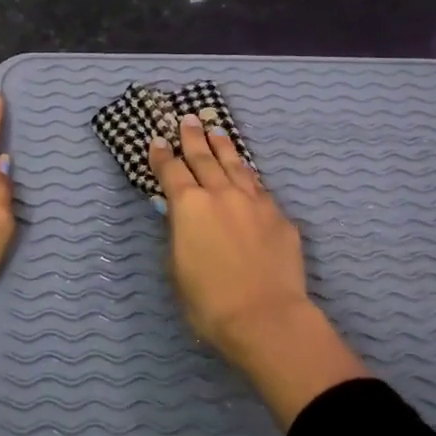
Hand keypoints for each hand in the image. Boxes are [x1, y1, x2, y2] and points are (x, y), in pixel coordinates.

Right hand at [150, 115, 368, 424]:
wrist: (265, 316)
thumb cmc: (209, 301)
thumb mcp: (177, 267)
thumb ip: (178, 234)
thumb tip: (178, 215)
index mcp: (189, 206)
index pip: (170, 171)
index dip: (161, 155)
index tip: (156, 140)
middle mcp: (221, 194)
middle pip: (204, 158)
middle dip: (193, 138)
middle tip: (188, 119)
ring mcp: (254, 202)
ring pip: (235, 165)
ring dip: (223, 147)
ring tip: (217, 131)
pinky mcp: (279, 216)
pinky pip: (259, 187)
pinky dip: (248, 174)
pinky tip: (247, 172)